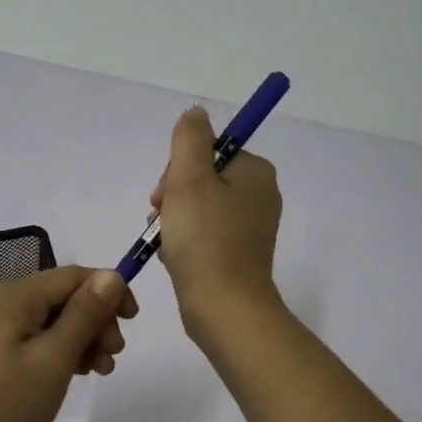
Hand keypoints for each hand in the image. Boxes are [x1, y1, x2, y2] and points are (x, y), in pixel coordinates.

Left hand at [0, 266, 136, 421]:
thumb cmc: (7, 408)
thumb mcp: (54, 359)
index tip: (133, 321)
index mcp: (11, 295)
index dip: (108, 291)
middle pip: (61, 296)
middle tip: (113, 356)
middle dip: (95, 320)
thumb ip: (85, 314)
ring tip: (100, 371)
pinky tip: (76, 373)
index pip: (71, 276)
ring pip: (50, 320)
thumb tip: (112, 274)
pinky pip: (33, 339)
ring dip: (81, 338)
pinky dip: (59, 351)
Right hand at [150, 105, 282, 335]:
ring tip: (165, 242)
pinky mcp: (239, 254)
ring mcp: (250, 227)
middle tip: (161, 220)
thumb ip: (189, 138)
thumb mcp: (189, 177)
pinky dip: (184, 241)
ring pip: (198, 207)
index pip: (208, 151)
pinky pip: (203, 234)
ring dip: (173, 219)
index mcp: (255, 172)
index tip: (164, 194)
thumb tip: (196, 112)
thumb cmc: (205, 239)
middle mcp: (260, 195)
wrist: (224, 308)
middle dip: (173, 196)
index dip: (178, 168)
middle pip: (201, 178)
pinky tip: (173, 256)